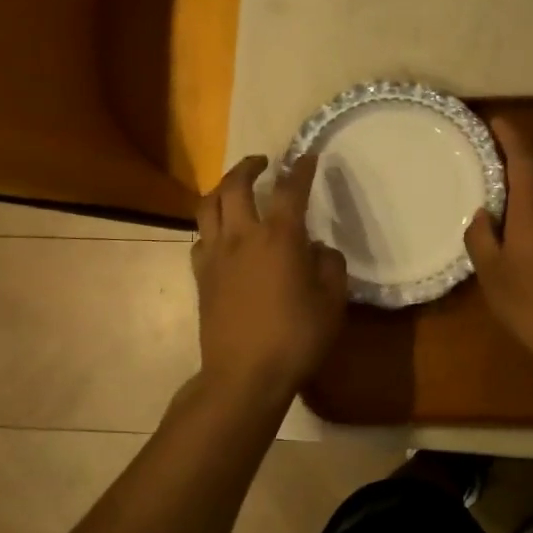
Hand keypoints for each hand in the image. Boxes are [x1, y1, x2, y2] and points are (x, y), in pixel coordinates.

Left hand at [193, 154, 347, 406]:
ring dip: (222, 187)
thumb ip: (330, 266)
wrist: (244, 376)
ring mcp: (216, 255)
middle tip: (263, 162)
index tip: (307, 157)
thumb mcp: (332, 302)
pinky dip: (211, 226)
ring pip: (208, 206)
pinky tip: (220, 234)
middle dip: (249, 166)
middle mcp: (243, 236)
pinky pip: (200, 238)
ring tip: (234, 186)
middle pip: (236, 185)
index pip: (290, 190)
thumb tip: (317, 248)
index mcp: (279, 238)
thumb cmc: (296, 338)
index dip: (301, 169)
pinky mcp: (200, 276)